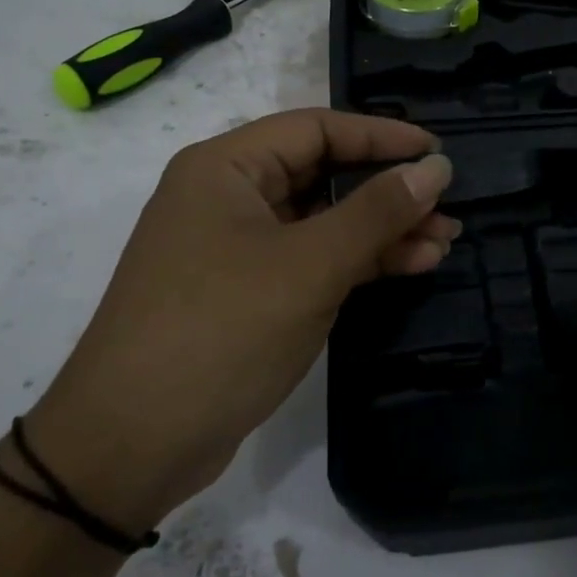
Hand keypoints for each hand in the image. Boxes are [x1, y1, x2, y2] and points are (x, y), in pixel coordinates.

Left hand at [21, 110, 456, 529]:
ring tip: (443, 242)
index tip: (437, 152)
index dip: (382, 136)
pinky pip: (311, 259)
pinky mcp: (246, 293)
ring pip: (322, 221)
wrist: (129, 447)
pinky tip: (409, 266)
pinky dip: (357, 262)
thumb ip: (376, 212)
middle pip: (322, 174)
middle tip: (447, 207)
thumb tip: (435, 168)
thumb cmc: (220, 332)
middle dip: (387, 191)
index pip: (318, 129)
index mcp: (226, 168)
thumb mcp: (309, 266)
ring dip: (381, 230)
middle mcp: (228, 196)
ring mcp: (235, 248)